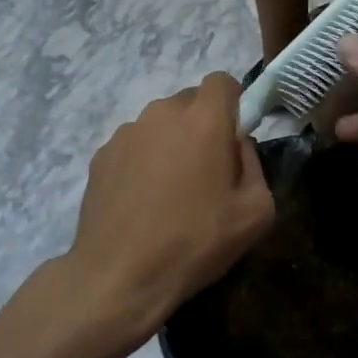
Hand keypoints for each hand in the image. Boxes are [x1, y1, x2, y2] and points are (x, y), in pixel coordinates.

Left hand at [65, 73, 274, 350]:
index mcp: (204, 119)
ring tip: (170, 192)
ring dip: (171, 143)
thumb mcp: (256, 212)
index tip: (234, 136)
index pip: (222, 81)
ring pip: (160, 124)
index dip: (233, 102)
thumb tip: (238, 144)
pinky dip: (142, 162)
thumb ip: (255, 164)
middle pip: (190, 101)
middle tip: (206, 171)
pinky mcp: (101, 155)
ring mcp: (127, 132)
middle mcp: (162, 113)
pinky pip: (134, 146)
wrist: (119, 276)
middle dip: (202, 125)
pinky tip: (142, 202)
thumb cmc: (195, 242)